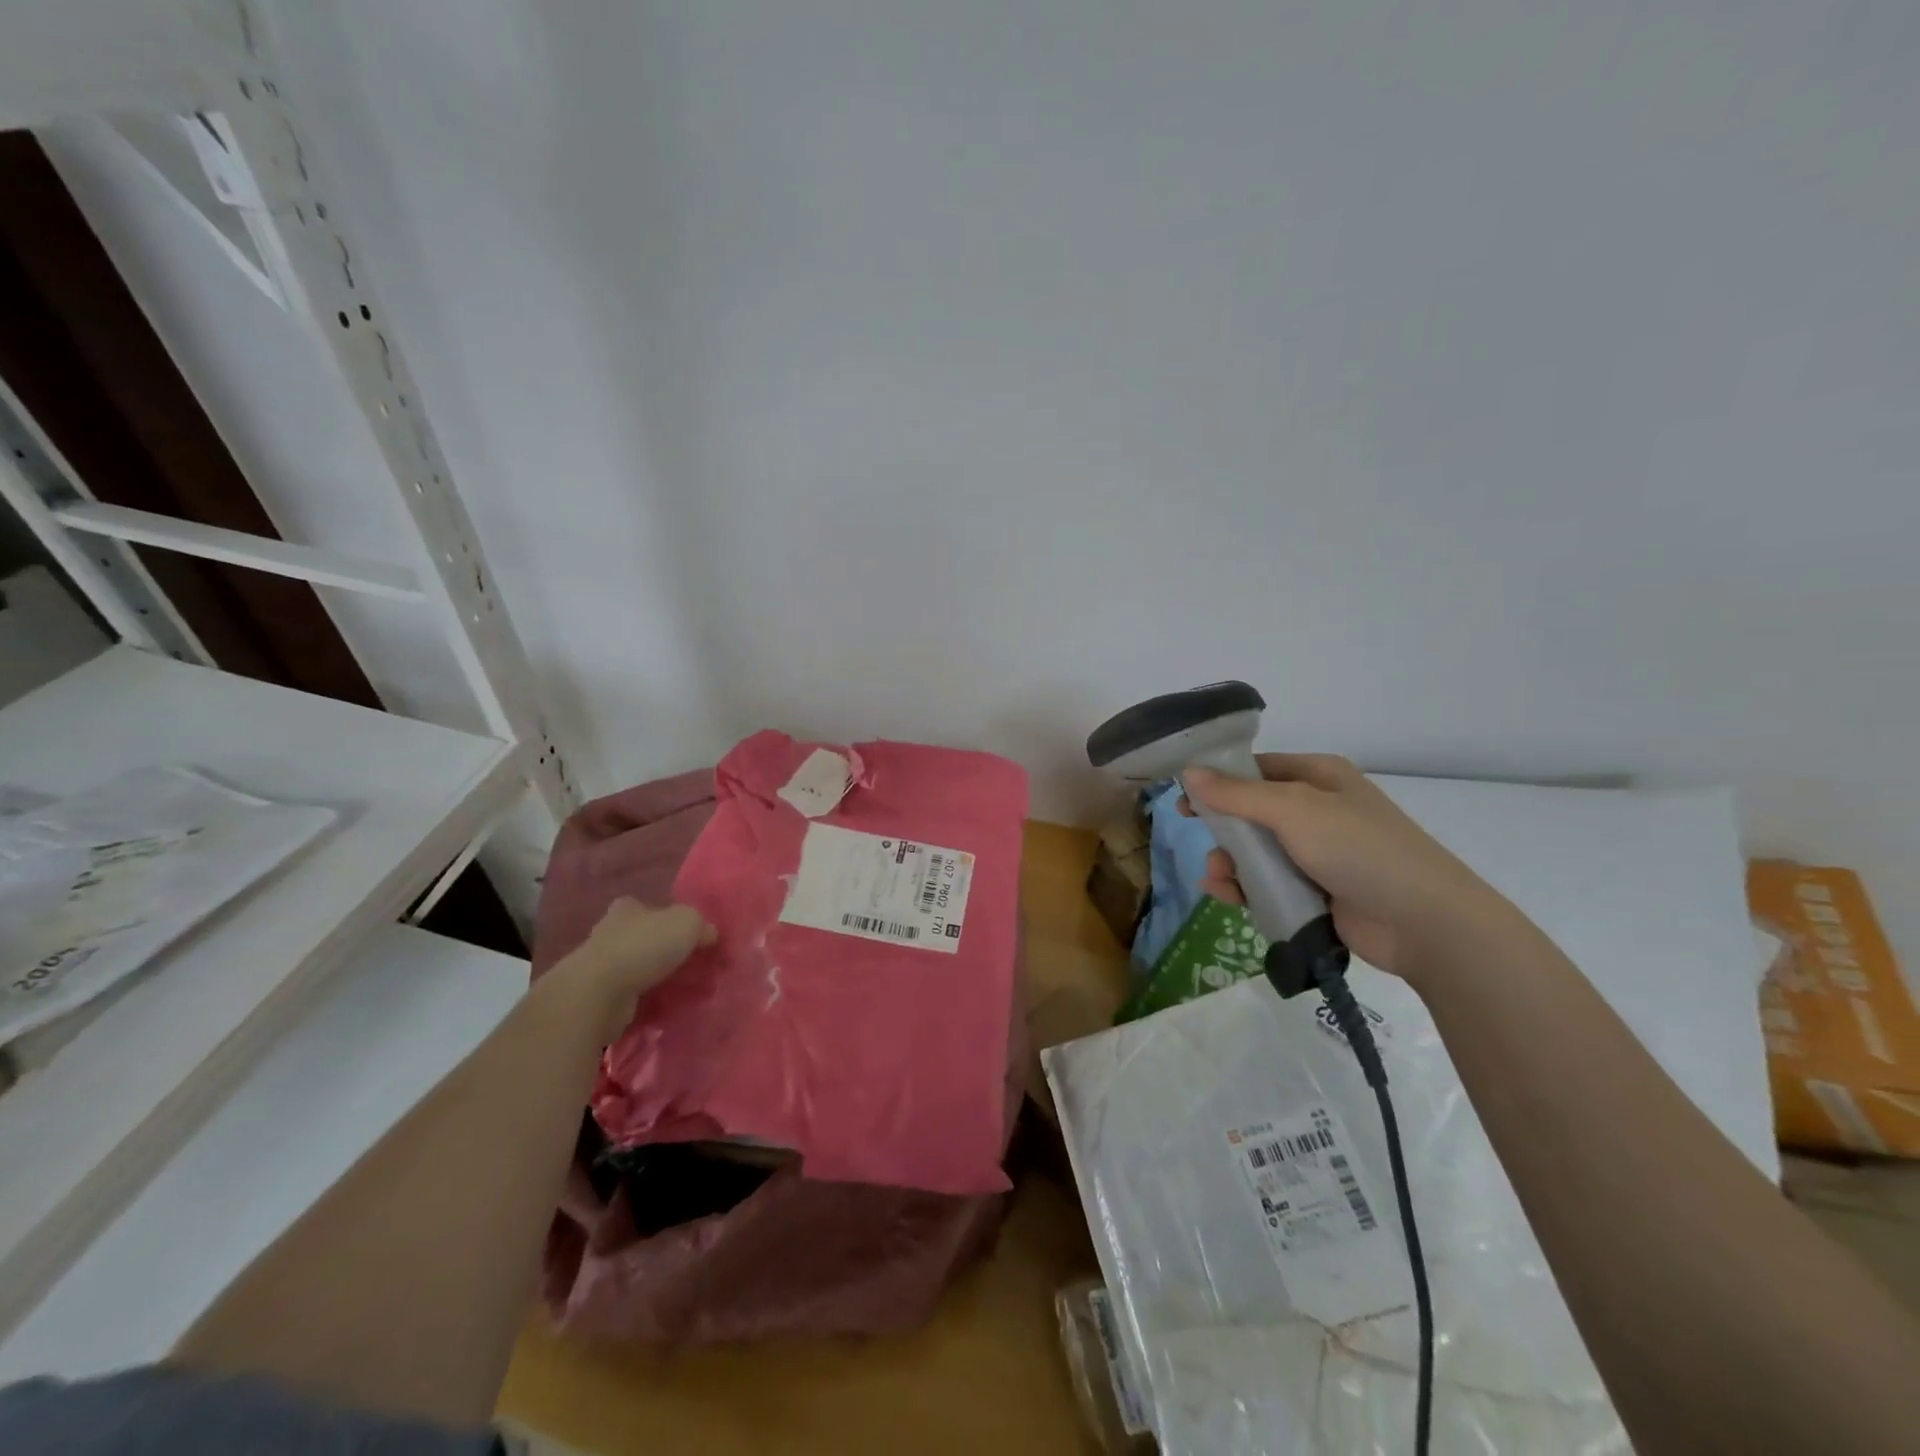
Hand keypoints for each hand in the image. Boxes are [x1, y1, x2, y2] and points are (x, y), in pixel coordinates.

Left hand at [551, 898, 713, 1038]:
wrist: (598, 994)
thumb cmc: (644, 947)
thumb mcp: (688, 923)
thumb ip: (702, 925)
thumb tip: (709, 935)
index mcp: (627, 909)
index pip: (648, 907)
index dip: (668, 918)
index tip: (688, 935)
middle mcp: (609, 932)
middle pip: (642, 938)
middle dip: (663, 950)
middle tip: (690, 964)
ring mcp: (599, 966)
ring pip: (636, 968)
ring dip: (655, 978)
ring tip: (682, 989)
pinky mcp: (597, 997)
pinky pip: (629, 996)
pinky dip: (644, 1000)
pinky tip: (663, 1007)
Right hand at [1182, 754, 1512, 982]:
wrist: (1423, 922)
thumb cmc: (1359, 849)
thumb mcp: (1293, 810)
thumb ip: (1236, 794)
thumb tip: (1188, 773)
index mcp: (1318, 777)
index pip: (1255, 770)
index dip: (1217, 782)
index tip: (1183, 799)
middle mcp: (1317, 810)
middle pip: (1251, 813)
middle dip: (1222, 830)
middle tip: (1199, 840)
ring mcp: (1318, 854)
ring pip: (1256, 852)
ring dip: (1230, 864)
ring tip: (1218, 881)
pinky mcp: (1317, 892)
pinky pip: (1268, 883)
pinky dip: (1246, 889)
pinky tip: (1229, 897)